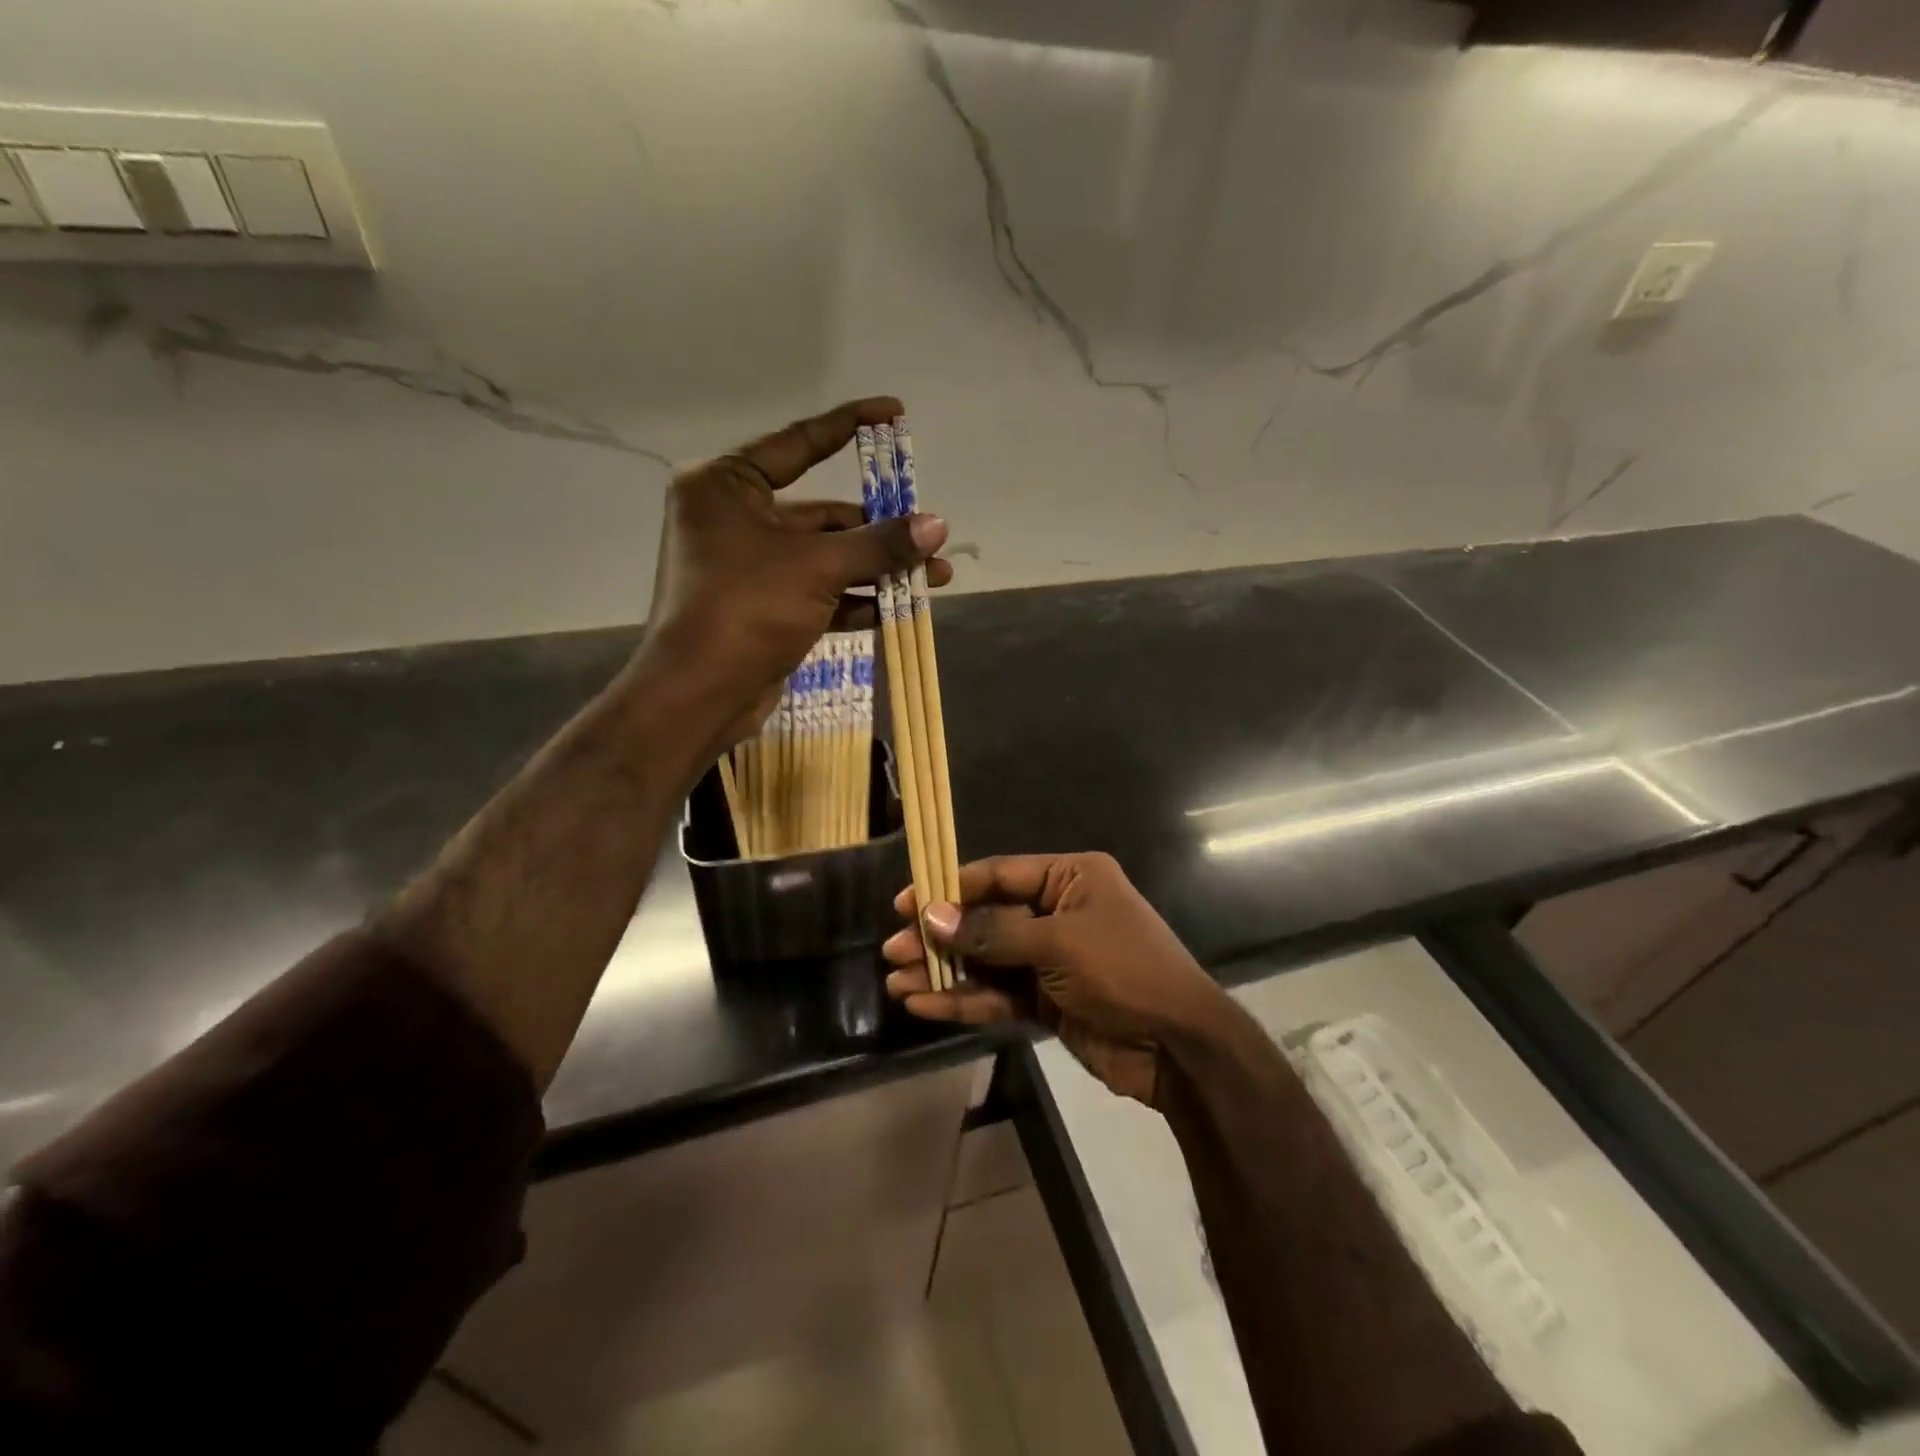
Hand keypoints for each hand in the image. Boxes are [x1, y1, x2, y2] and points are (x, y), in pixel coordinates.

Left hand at [644, 396, 949, 744]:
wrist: (699, 695)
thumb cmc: (746, 608)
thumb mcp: (817, 567)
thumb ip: (879, 543)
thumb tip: (938, 525)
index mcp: (727, 486)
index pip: (799, 443)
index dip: (849, 425)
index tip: (894, 412)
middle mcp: (734, 519)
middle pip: (821, 513)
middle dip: (880, 529)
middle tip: (930, 534)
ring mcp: (749, 566)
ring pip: (825, 556)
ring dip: (877, 568)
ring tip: (935, 576)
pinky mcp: (764, 607)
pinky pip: (818, 591)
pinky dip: (855, 599)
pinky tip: (899, 607)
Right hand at [883, 853, 1227, 1106]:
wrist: (1179, 1047)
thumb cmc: (1124, 970)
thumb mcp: (1058, 943)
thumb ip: (993, 933)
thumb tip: (931, 917)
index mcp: (1070, 878)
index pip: (999, 875)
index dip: (950, 888)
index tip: (906, 902)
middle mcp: (1057, 912)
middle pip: (986, 919)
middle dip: (940, 937)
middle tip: (892, 950)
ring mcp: (1050, 959)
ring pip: (986, 961)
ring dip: (944, 972)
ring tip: (897, 982)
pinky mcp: (1046, 1001)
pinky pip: (998, 995)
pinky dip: (964, 1000)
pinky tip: (925, 1005)